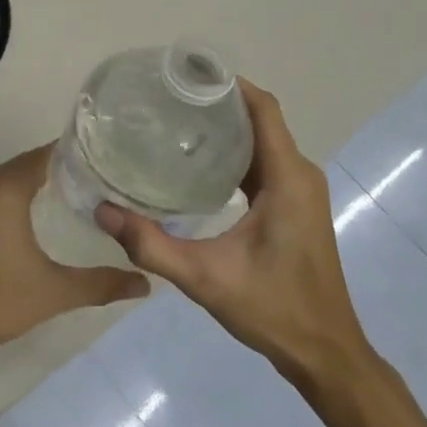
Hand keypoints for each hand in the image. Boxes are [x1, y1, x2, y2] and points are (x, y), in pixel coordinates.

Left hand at [0, 145, 148, 378]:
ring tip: (76, 192)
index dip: (75, 153)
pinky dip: (16, 195)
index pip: (46, 154)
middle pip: (27, 163)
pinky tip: (37, 214)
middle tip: (98, 177)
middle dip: (60, 167)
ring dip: (37, 180)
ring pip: (9, 178)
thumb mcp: (54, 292)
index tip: (105, 158)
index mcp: (5, 189)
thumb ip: (101, 284)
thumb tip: (145, 283)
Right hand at [95, 80, 374, 397]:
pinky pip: (263, 162)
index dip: (228, 83)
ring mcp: (299, 190)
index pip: (262, 109)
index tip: (185, 72)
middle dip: (215, 102)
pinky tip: (196, 162)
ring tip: (173, 121)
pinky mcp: (294, 205)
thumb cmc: (273, 310)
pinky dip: (233, 152)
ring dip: (224, 127)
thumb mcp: (205, 278)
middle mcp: (298, 175)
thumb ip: (151, 245)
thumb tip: (101, 211)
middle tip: (165, 97)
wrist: (325, 354)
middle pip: (259, 119)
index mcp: (287, 178)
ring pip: (261, 140)